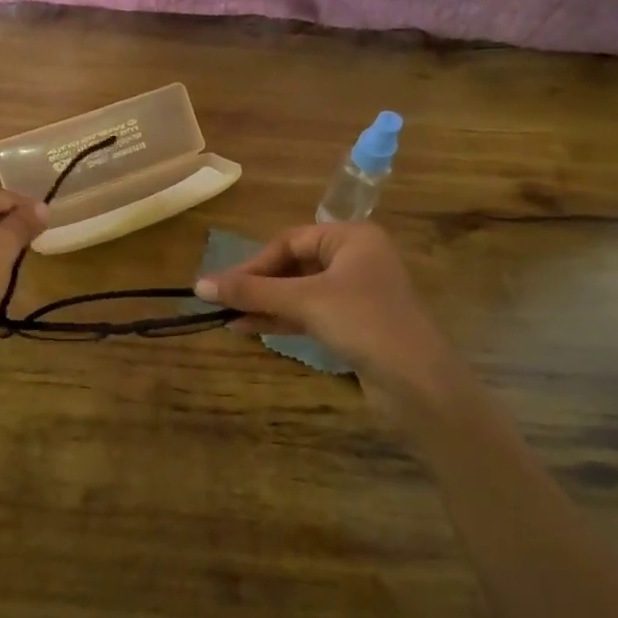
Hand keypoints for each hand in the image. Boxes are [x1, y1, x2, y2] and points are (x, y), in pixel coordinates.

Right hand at [193, 221, 450, 385]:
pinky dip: (283, 319)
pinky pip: (311, 312)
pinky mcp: (356, 323)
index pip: (290, 240)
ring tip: (229, 319)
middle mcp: (357, 258)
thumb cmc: (362, 322)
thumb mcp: (303, 301)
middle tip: (223, 303)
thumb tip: (199, 285)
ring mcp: (357, 292)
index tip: (224, 287)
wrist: (417, 380)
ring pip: (300, 291)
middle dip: (259, 285)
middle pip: (294, 265)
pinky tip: (252, 329)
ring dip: (266, 304)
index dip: (254, 263)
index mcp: (352, 237)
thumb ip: (252, 292)